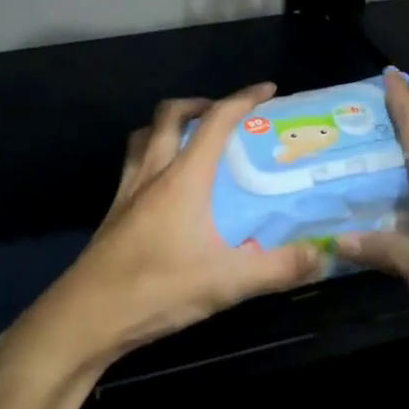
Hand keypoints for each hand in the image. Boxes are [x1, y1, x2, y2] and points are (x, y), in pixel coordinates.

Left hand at [12, 85, 323, 374]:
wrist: (85, 318)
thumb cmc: (156, 289)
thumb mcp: (226, 282)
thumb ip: (278, 268)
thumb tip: (324, 254)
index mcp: (182, 179)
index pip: (215, 122)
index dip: (243, 99)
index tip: (267, 89)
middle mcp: (152, 174)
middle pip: (169, 116)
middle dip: (199, 103)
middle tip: (223, 114)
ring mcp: (127, 193)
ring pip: (142, 137)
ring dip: (166, 126)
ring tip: (190, 139)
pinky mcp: (113, 215)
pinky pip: (132, 166)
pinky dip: (150, 157)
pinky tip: (163, 188)